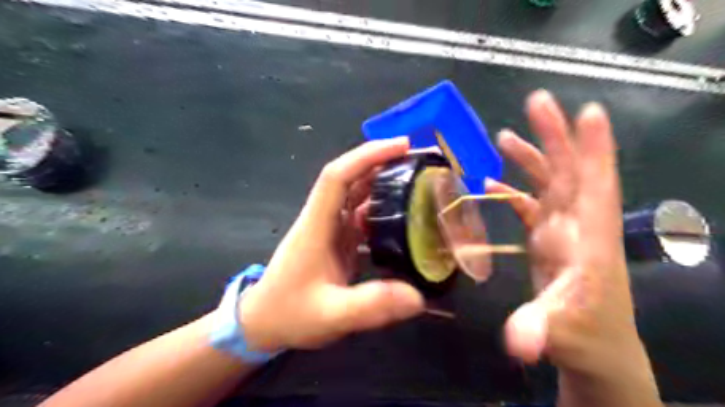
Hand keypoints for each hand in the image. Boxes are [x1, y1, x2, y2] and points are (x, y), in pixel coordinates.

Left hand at [240, 138, 425, 352]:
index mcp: (317, 226)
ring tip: (417, 181)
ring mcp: (329, 229)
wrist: (262, 323)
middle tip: (419, 159)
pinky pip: (361, 216)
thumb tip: (418, 296)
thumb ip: (371, 305)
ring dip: (383, 183)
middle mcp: (323, 220)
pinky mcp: (336, 241)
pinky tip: (402, 218)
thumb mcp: (331, 315)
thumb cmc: (289, 314)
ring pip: (357, 195)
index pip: (338, 176)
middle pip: (351, 178)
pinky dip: (381, 210)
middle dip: (382, 162)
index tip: (401, 146)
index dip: (367, 156)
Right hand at [487, 91, 661, 404]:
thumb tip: (516, 341)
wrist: (592, 351)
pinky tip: (491, 185)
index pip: (597, 187)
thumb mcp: (562, 333)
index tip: (590, 112)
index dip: (595, 150)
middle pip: (570, 173)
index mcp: (590, 240)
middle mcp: (577, 227)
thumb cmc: (586, 338)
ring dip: (532, 158)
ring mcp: (561, 232)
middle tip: (538, 102)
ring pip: (549, 184)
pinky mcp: (546, 240)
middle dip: (556, 137)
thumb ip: (539, 329)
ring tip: (506, 136)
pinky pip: (529, 206)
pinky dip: (512, 193)